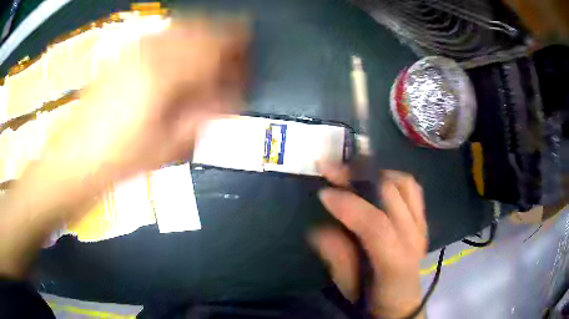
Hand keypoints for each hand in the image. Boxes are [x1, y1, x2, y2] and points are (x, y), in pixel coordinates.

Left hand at [0, 19, 248, 277]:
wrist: (73, 162)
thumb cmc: (119, 162)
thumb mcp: (167, 147)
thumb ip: (203, 116)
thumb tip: (230, 97)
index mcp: (165, 73)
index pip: (215, 46)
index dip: (238, 50)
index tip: (248, 61)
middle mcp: (151, 50)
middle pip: (202, 26)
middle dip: (224, 37)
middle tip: (233, 56)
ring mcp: (134, 49)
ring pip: (182, 26)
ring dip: (203, 35)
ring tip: (209, 56)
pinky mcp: (122, 55)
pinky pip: (161, 35)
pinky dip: (180, 38)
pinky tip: (181, 56)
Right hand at [310, 163, 427, 317]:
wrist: (402, 301)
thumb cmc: (372, 296)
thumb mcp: (348, 285)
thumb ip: (336, 257)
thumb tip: (318, 228)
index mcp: (395, 261)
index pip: (375, 225)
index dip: (348, 205)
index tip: (324, 192)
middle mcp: (413, 237)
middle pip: (391, 194)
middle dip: (358, 176)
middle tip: (332, 168)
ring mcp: (422, 225)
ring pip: (404, 184)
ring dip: (376, 172)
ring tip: (353, 170)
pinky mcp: (423, 219)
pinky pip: (413, 188)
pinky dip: (394, 177)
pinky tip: (377, 179)